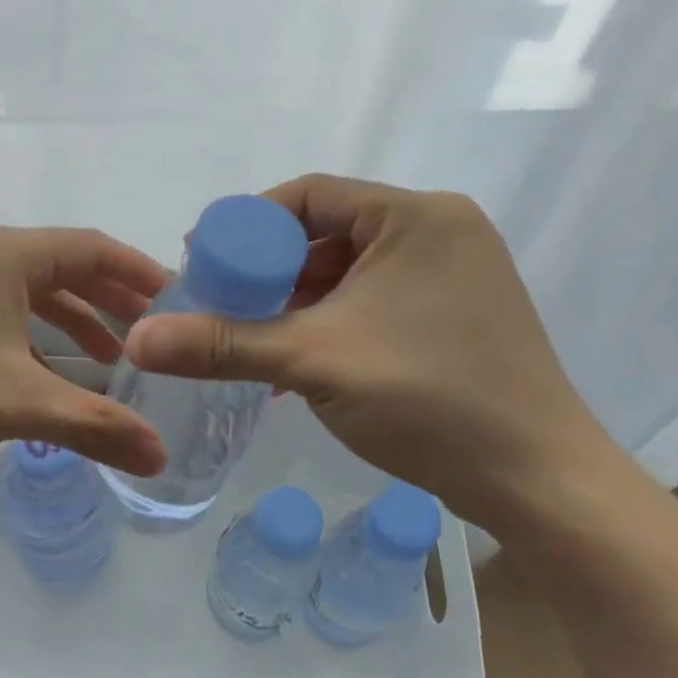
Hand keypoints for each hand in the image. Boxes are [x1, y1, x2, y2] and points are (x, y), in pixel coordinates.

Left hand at [0, 225, 169, 476]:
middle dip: (111, 300)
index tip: (178, 300)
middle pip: (64, 266)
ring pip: (29, 289)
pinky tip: (45, 372)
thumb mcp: (17, 403)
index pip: (93, 248)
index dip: (140, 272)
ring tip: (110, 360)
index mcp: (6, 252)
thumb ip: (94, 425)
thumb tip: (159, 457)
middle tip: (154, 334)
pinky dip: (32, 333)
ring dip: (72, 320)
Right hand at [123, 175, 619, 536]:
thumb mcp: (313, 363)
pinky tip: (297, 361)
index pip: (309, 195)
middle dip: (269, 270)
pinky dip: (330, 322)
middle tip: (221, 302)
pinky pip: (374, 300)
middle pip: (327, 232)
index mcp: (415, 216)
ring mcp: (453, 274)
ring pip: (349, 271)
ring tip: (251, 338)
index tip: (204, 261)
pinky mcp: (456, 313)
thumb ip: (222, 344)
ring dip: (296, 302)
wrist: (540, 482)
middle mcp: (439, 231)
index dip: (248, 225)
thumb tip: (138, 342)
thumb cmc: (430, 399)